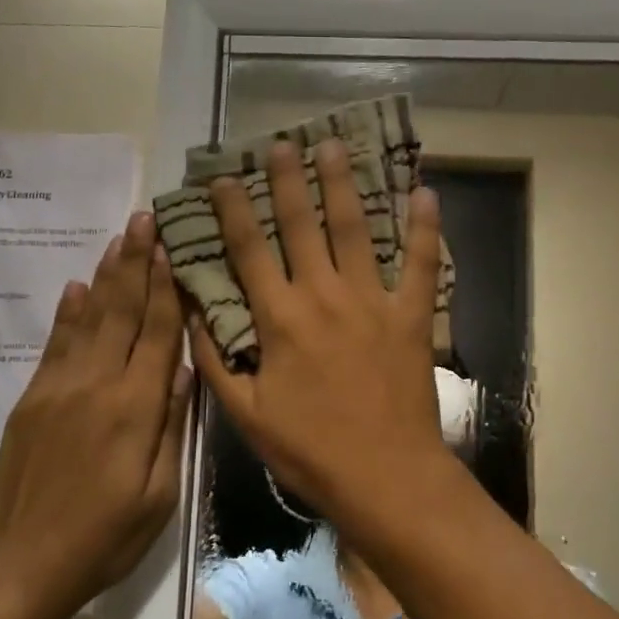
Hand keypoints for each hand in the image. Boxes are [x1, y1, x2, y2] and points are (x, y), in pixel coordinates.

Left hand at [0, 211, 191, 618]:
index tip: (172, 247)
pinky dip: (69, 311)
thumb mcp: (159, 495)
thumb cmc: (103, 539)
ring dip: (107, 275)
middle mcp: (96, 385)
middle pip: (122, 312)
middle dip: (137, 262)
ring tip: (119, 237)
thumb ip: (172, 428)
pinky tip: (78, 286)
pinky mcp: (32, 399)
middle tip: (145, 218)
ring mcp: (58, 388)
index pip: (157, 334)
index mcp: (135, 409)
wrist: (16, 568)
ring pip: (89, 319)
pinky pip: (55, 344)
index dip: (166, 288)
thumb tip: (184, 370)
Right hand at [189, 139, 449, 522]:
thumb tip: (192, 315)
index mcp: (280, 320)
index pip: (249, 251)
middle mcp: (324, 297)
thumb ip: (214, 362)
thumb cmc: (310, 450)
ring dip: (343, 185)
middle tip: (282, 143)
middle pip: (302, 225)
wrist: (384, 476)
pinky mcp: (413, 316)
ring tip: (333, 147)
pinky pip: (422, 264)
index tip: (224, 178)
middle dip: (289, 180)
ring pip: (355, 230)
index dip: (234, 211)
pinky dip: (425, 228)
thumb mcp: (246, 414)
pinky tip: (426, 191)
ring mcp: (373, 302)